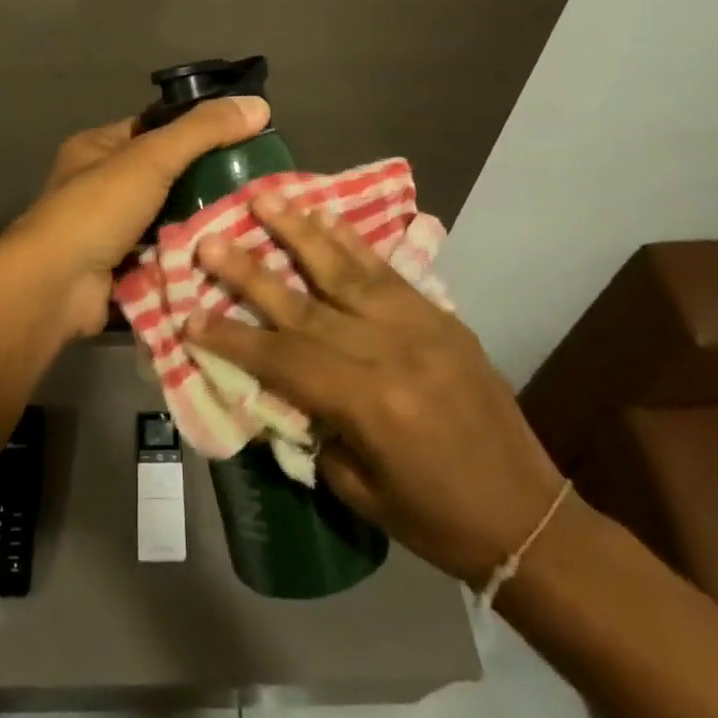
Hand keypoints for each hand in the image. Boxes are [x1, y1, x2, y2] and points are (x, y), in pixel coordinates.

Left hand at [5, 96, 271, 341]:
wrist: (55, 287)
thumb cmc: (97, 209)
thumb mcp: (152, 157)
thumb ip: (203, 130)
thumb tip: (259, 104)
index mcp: (99, 148)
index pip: (156, 128)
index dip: (197, 131)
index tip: (244, 139)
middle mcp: (102, 185)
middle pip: (166, 176)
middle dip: (207, 183)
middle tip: (257, 188)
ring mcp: (110, 230)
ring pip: (168, 218)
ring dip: (202, 223)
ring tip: (254, 221)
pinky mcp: (121, 268)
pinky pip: (164, 254)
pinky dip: (189, 255)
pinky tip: (231, 254)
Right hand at [187, 194, 565, 586]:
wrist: (528, 515)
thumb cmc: (435, 519)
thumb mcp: (359, 489)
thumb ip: (314, 427)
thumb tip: (278, 384)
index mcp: (367, 403)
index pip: (282, 359)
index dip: (232, 339)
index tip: (189, 317)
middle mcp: (389, 352)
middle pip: (304, 303)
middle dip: (251, 271)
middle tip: (210, 240)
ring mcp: (419, 326)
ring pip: (347, 270)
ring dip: (300, 232)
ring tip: (266, 199)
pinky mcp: (441, 317)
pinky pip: (388, 271)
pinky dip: (353, 241)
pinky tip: (326, 215)